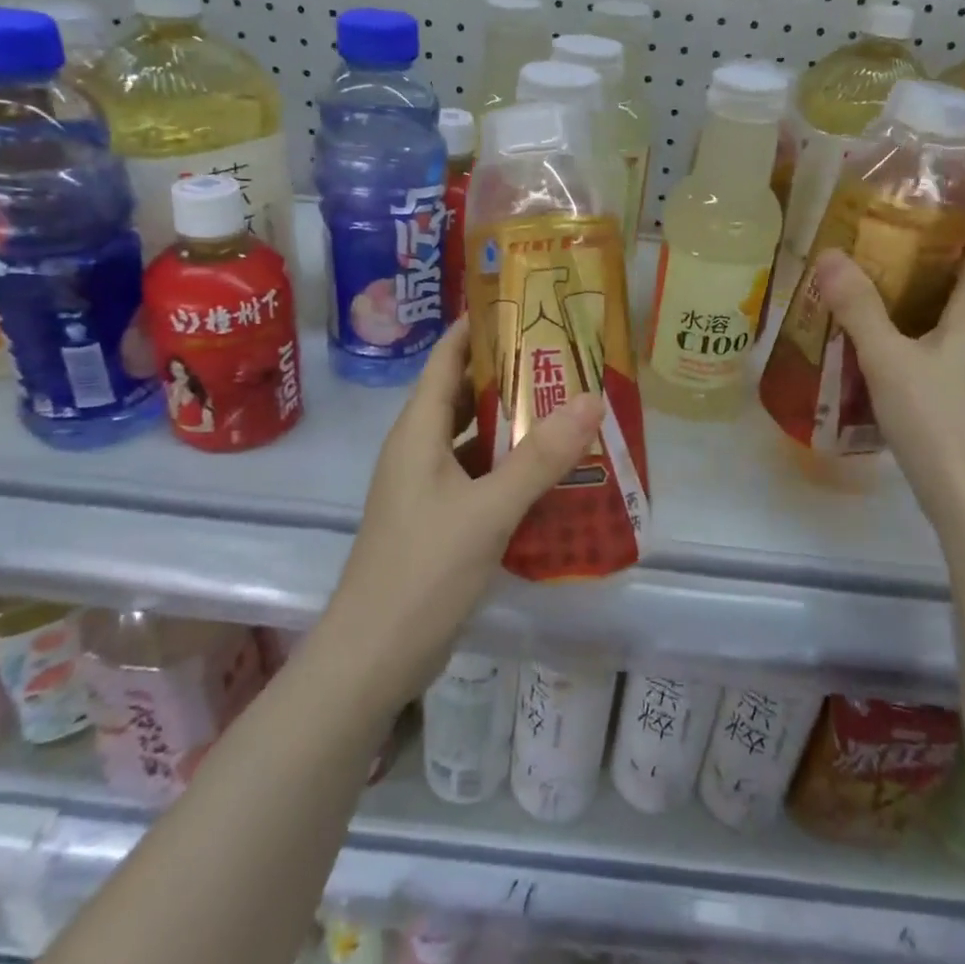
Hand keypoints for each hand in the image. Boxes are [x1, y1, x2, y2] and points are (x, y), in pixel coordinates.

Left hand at [323, 320, 604, 708]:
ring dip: (510, 424)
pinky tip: (547, 474)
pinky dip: (508, 468)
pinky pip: (476, 476)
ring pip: (471, 438)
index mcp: (417, 431)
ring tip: (564, 408)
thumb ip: (539, 457)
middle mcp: (417, 450)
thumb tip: (591, 398)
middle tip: (561, 357)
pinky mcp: (436, 521)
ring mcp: (425, 488)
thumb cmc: (422, 570)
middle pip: (461, 395)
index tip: (521, 306)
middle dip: (506, 374)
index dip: (476, 328)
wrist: (373, 657)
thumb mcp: (487, 510)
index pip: (445, 359)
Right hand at [812, 231, 964, 528]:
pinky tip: (887, 347)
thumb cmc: (936, 420)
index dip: (960, 221)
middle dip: (928, 259)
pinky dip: (923, 334)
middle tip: (879, 245)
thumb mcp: (887, 359)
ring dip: (923, 299)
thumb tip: (830, 254)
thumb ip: (858, 306)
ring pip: (958, 317)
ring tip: (875, 290)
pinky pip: (951, 348)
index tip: (919, 206)